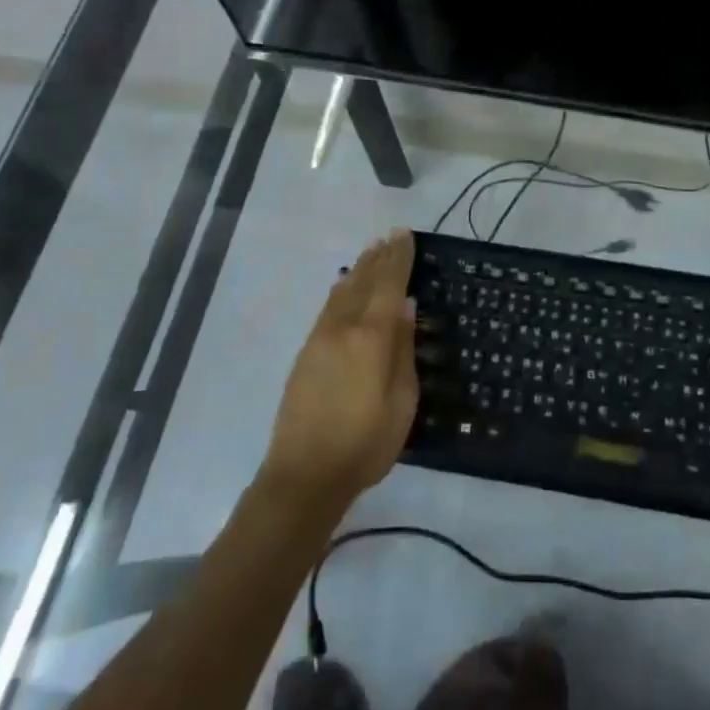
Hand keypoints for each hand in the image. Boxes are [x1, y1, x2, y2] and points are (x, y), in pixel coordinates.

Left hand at [259, 229, 419, 515]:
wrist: (304, 474)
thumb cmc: (365, 444)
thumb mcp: (402, 401)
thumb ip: (403, 349)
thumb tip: (406, 307)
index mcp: (371, 338)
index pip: (389, 286)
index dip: (399, 259)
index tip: (406, 235)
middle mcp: (343, 328)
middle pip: (364, 282)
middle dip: (379, 257)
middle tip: (392, 235)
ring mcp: (320, 339)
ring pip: (342, 291)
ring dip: (360, 269)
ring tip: (372, 250)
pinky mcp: (306, 353)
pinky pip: (329, 307)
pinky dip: (341, 289)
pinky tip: (345, 285)